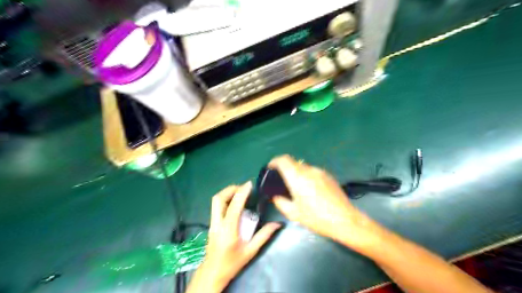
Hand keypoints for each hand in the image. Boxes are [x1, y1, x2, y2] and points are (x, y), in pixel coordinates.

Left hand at [187, 182, 280, 291]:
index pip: (234, 206)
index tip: (249, 184)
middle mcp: (217, 223)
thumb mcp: (250, 251)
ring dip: (227, 193)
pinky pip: (216, 206)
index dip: (241, 192)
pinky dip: (225, 199)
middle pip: (218, 199)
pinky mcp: (211, 224)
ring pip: (215, 201)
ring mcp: (212, 223)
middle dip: (230, 189)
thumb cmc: (232, 263)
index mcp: (228, 230)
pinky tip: (235, 203)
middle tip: (243, 188)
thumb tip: (277, 224)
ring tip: (240, 192)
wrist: (212, 273)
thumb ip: (264, 236)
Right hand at [272, 155, 377, 248]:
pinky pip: (313, 172)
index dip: (275, 161)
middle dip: (286, 169)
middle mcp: (308, 170)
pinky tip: (311, 190)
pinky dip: (307, 176)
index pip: (283, 160)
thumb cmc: (317, 218)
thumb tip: (276, 197)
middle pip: (293, 163)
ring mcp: (320, 172)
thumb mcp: (294, 214)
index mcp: (298, 178)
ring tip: (298, 188)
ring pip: (304, 167)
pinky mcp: (328, 176)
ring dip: (297, 173)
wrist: (345, 220)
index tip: (271, 167)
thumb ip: (281, 202)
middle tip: (283, 182)